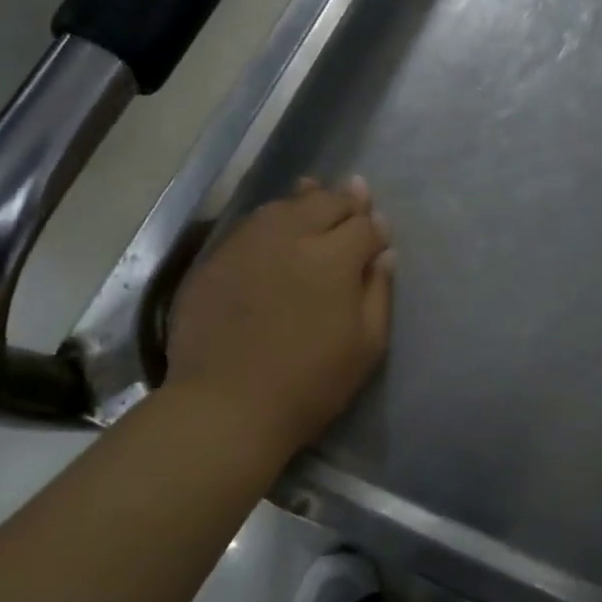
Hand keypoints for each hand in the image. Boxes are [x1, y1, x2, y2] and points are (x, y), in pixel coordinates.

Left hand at [163, 177, 393, 457]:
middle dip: (346, 200)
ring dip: (306, 200)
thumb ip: (378, 292)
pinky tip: (275, 226)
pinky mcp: (217, 259)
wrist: (226, 407)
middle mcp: (291, 237)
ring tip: (314, 193)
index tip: (380, 234)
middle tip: (356, 195)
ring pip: (285, 205)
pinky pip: (252, 225)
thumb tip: (384, 253)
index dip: (375, 227)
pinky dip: (272, 219)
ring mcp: (249, 244)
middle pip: (325, 202)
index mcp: (333, 258)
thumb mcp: (366, 345)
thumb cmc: (310, 383)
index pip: (363, 225)